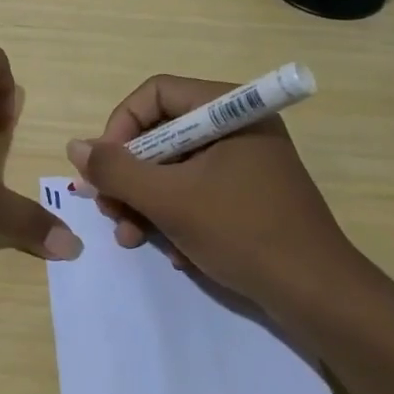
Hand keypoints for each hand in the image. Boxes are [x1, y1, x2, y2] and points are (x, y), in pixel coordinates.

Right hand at [66, 73, 373, 329]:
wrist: (320, 298)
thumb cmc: (244, 233)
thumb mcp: (170, 200)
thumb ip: (117, 170)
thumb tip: (74, 146)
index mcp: (228, 109)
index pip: (154, 94)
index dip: (120, 127)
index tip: (104, 168)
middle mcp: (237, 125)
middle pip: (161, 133)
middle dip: (130, 176)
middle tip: (111, 211)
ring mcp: (245, 161)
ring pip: (175, 167)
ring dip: (146, 202)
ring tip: (132, 239)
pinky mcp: (249, 193)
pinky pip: (197, 189)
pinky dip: (176, 216)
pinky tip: (174, 252)